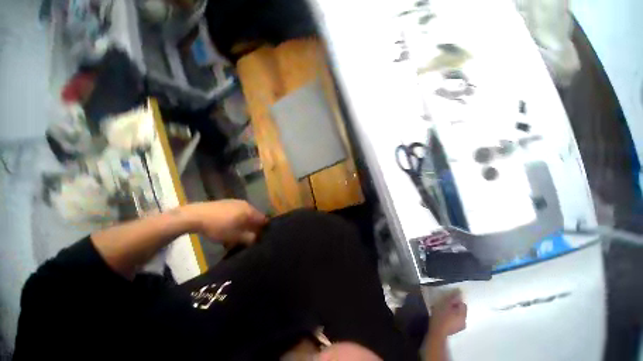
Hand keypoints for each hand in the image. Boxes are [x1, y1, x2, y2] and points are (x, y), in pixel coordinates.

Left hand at [184, 200, 266, 246]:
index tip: (258, 238)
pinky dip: (237, 218)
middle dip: (253, 227)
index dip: (263, 229)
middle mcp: (246, 204)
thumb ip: (249, 238)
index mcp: (250, 211)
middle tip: (246, 237)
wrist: (196, 215)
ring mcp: (237, 202)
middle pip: (255, 216)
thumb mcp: (235, 237)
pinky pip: (238, 211)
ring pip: (246, 214)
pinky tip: (228, 225)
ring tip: (236, 232)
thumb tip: (257, 239)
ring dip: (244, 223)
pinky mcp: (228, 202)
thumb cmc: (218, 227)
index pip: (264, 220)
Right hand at [430, 289, 466, 336]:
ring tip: (442, 310)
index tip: (447, 300)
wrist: (436, 331)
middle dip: (454, 306)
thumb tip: (459, 292)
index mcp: (463, 314)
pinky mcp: (455, 330)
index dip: (455, 301)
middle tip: (444, 305)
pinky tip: (442, 317)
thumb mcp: (445, 303)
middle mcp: (464, 321)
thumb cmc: (440, 316)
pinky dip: (450, 317)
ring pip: (457, 315)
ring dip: (451, 312)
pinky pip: (454, 320)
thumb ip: (453, 298)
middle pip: (460, 310)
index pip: (463, 304)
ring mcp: (460, 327)